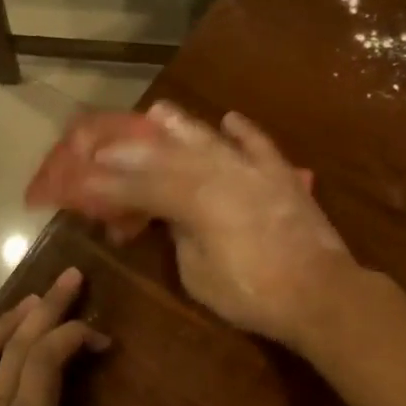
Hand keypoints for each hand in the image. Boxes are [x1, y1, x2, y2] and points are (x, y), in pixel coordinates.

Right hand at [78, 102, 357, 348]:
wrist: (321, 293)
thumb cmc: (252, 294)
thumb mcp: (199, 275)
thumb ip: (180, 237)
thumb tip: (172, 217)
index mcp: (195, 201)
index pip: (143, 187)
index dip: (110, 185)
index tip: (83, 179)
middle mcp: (221, 175)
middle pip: (170, 157)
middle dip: (134, 150)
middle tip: (106, 143)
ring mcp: (254, 171)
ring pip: (211, 142)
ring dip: (182, 126)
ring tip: (159, 111)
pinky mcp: (282, 177)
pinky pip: (259, 146)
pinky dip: (244, 131)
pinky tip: (229, 118)